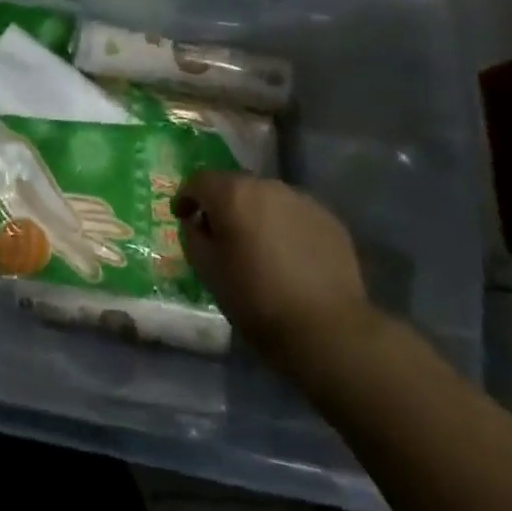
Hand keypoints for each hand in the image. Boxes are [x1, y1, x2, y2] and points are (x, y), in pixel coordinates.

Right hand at [176, 170, 378, 380]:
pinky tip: (288, 256)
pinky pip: (295, 215)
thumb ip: (193, 236)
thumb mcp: (207, 271)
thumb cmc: (256, 299)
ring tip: (257, 245)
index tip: (182, 216)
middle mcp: (267, 186)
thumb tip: (196, 223)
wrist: (327, 329)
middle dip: (223, 205)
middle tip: (220, 234)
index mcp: (232, 193)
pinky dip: (284, 227)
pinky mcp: (329, 220)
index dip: (186, 197)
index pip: (198, 181)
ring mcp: (302, 200)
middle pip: (235, 185)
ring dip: (256, 214)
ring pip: (267, 199)